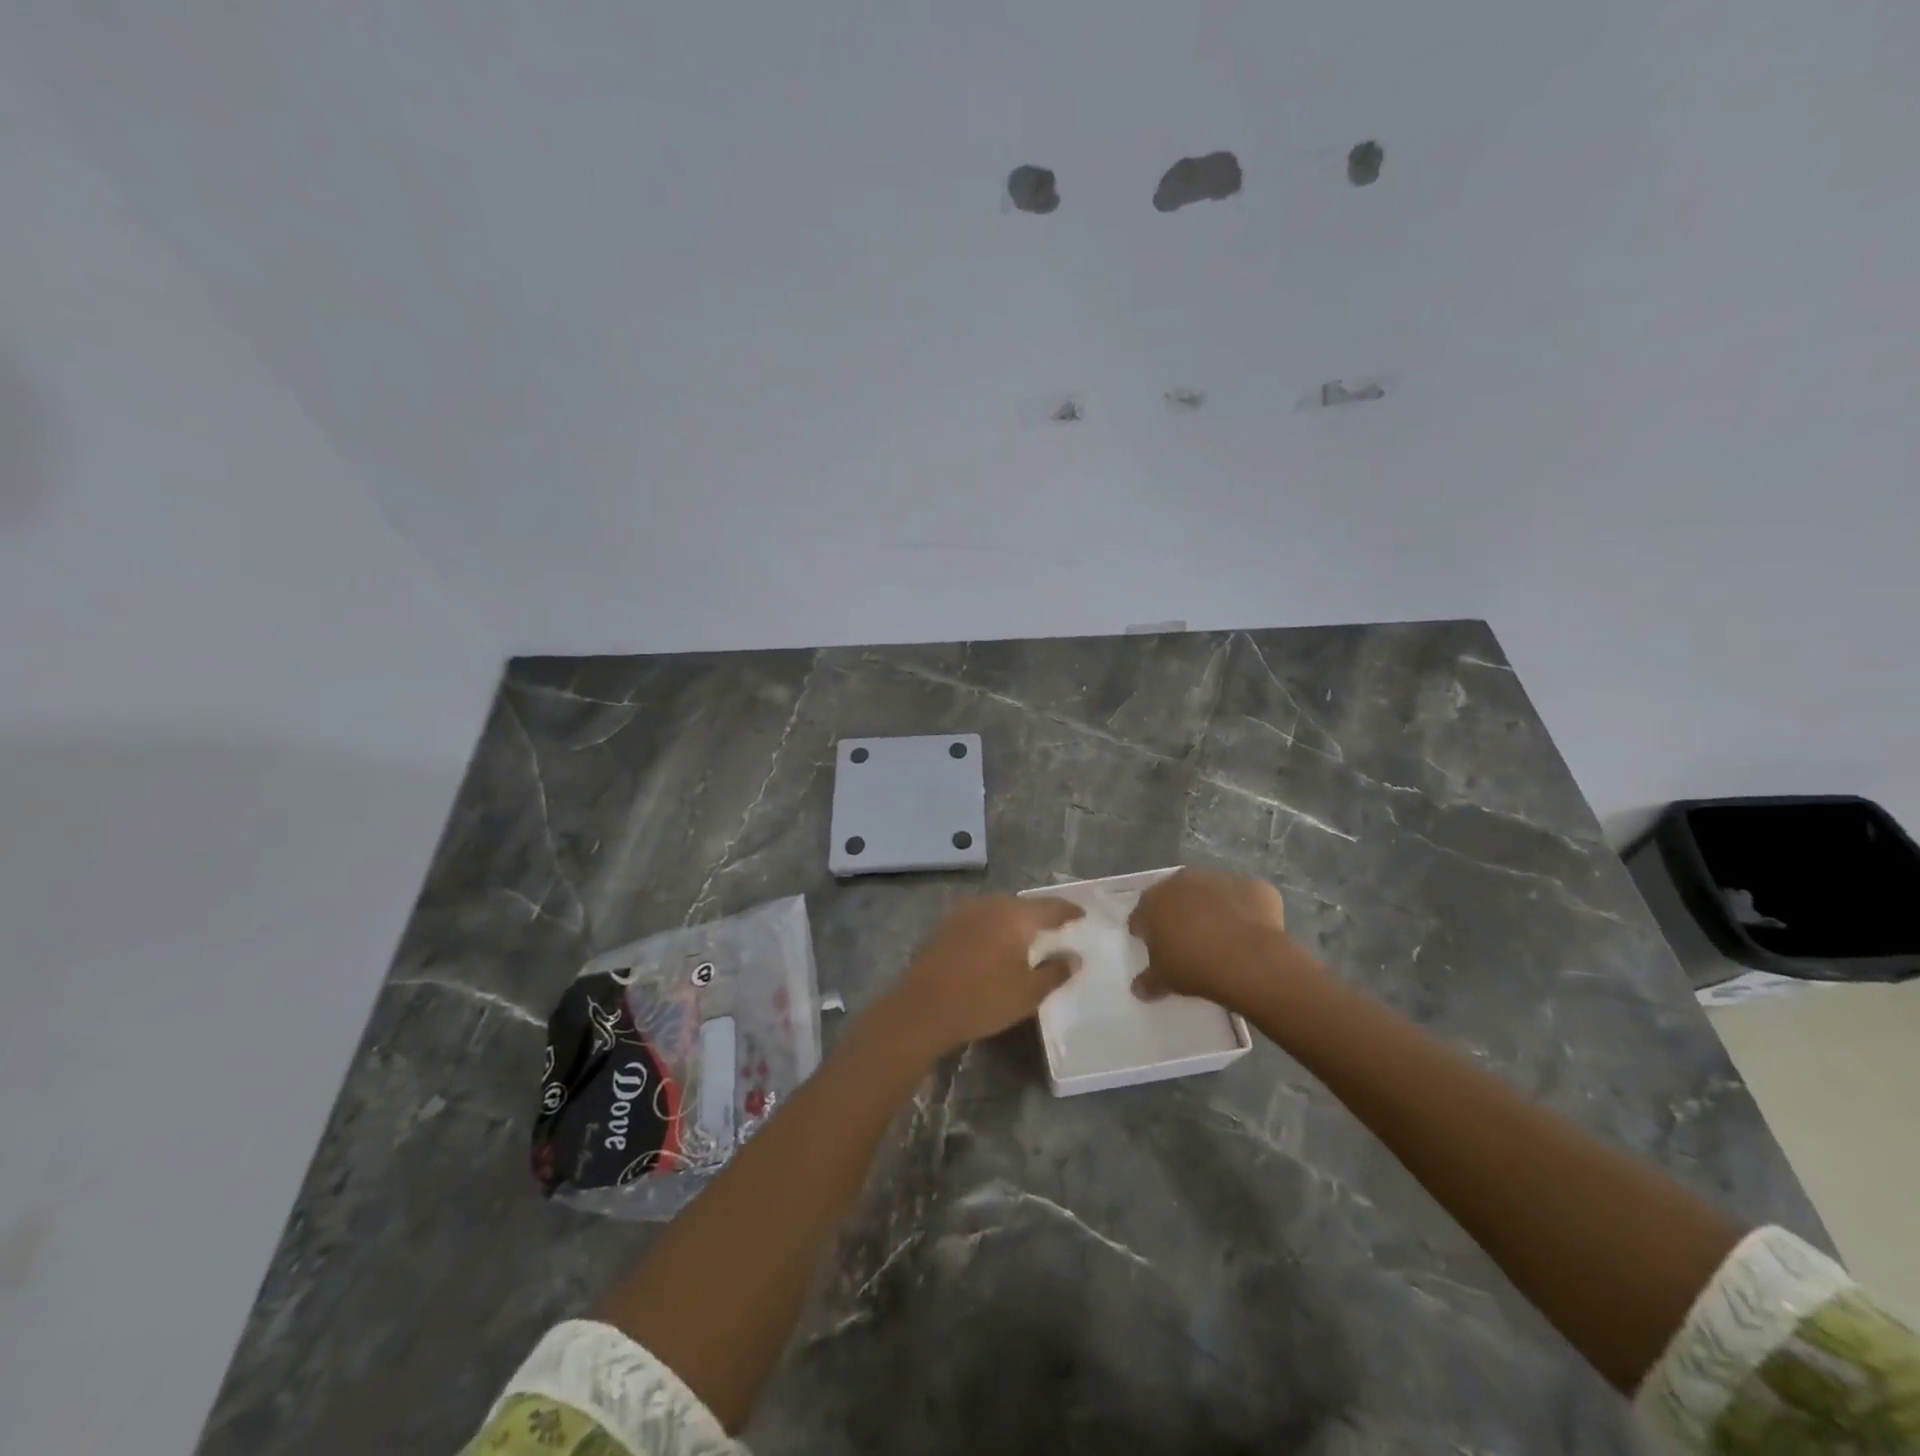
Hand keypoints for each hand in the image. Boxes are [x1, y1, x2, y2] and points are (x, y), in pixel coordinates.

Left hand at [887, 895, 1083, 1056]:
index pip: (1050, 907)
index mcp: (1015, 916)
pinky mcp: (946, 925)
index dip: (1068, 911)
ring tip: (1028, 937)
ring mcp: (965, 912)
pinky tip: (996, 945)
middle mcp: (991, 905)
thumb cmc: (983, 999)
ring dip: (1015, 921)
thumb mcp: (1028, 993)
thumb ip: (1055, 971)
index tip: (1082, 915)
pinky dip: (994, 927)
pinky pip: (980, 919)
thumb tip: (1075, 957)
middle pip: (1023, 905)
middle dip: (1040, 915)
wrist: (922, 1008)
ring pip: (999, 910)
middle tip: (1056, 928)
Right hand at [1130, 868, 1304, 1008]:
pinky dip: (1245, 910)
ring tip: (1221, 935)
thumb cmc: (1194, 966)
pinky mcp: (1253, 886)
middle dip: (1177, 913)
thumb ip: (1149, 981)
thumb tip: (1139, 988)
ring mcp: (1219, 879)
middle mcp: (1183, 881)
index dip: (1145, 930)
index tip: (1151, 946)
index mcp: (1153, 901)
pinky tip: (1250, 933)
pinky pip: (1244, 898)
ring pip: (1210, 893)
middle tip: (1185, 939)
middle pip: (1175, 896)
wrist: (1249, 959)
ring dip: (1211, 908)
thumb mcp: (1164, 979)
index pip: (1141, 914)